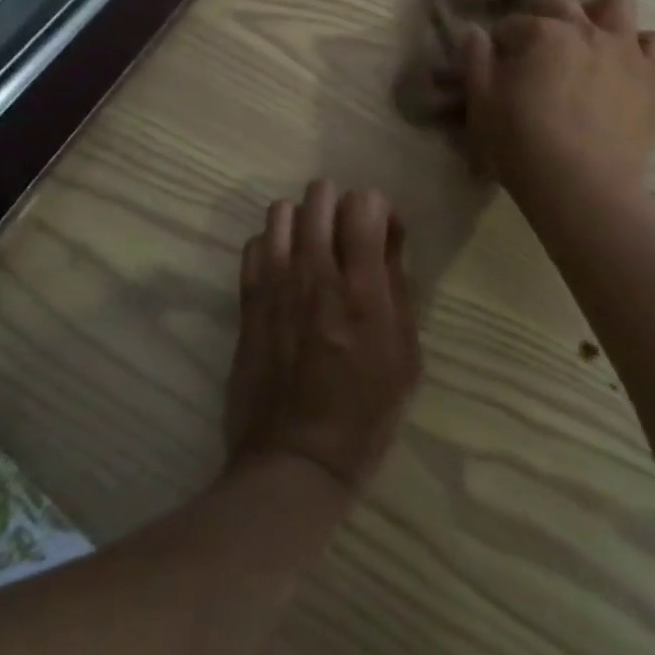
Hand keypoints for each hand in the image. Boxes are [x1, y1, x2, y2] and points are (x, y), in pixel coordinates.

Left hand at [226, 181, 420, 495]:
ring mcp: (275, 286)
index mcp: (363, 288)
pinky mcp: (248, 302)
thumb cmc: (365, 413)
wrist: (295, 460)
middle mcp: (316, 274)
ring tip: (313, 249)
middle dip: (340, 204)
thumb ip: (399, 290)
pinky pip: (254, 245)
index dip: (378, 208)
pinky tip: (284, 271)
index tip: (382, 235)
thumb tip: (389, 243)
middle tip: (347, 236)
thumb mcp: (406, 355)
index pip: (365, 202)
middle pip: (320, 195)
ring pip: (281, 212)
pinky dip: (272, 246)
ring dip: (303, 221)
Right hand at [460, 0, 654, 198]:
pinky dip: (641, 46)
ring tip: (590, 39)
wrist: (584, 187)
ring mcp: (623, 48)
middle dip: (544, 14)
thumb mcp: (482, 109)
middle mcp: (583, 28)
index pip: (512, 24)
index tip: (500, 65)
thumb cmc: (523, 148)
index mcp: (540, 34)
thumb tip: (474, 33)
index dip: (502, 43)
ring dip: (600, 12)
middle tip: (539, 48)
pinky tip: (627, 64)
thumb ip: (476, 64)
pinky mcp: (651, 74)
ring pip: (618, 1)